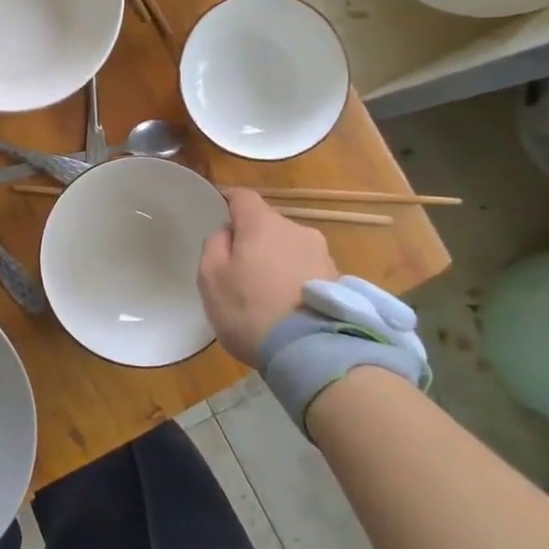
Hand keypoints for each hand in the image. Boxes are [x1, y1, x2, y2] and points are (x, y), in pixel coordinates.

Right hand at [198, 189, 337, 365]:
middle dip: (254, 240)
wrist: (311, 352)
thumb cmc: (249, 310)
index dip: (228, 203)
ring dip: (277, 261)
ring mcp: (322, 254)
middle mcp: (296, 229)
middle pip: (268, 224)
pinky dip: (295, 280)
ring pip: (289, 247)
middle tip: (240, 270)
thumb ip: (214, 245)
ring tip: (267, 294)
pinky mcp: (338, 280)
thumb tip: (228, 232)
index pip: (243, 196)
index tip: (219, 219)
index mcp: (262, 223)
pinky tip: (287, 306)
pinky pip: (307, 270)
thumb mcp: (210, 278)